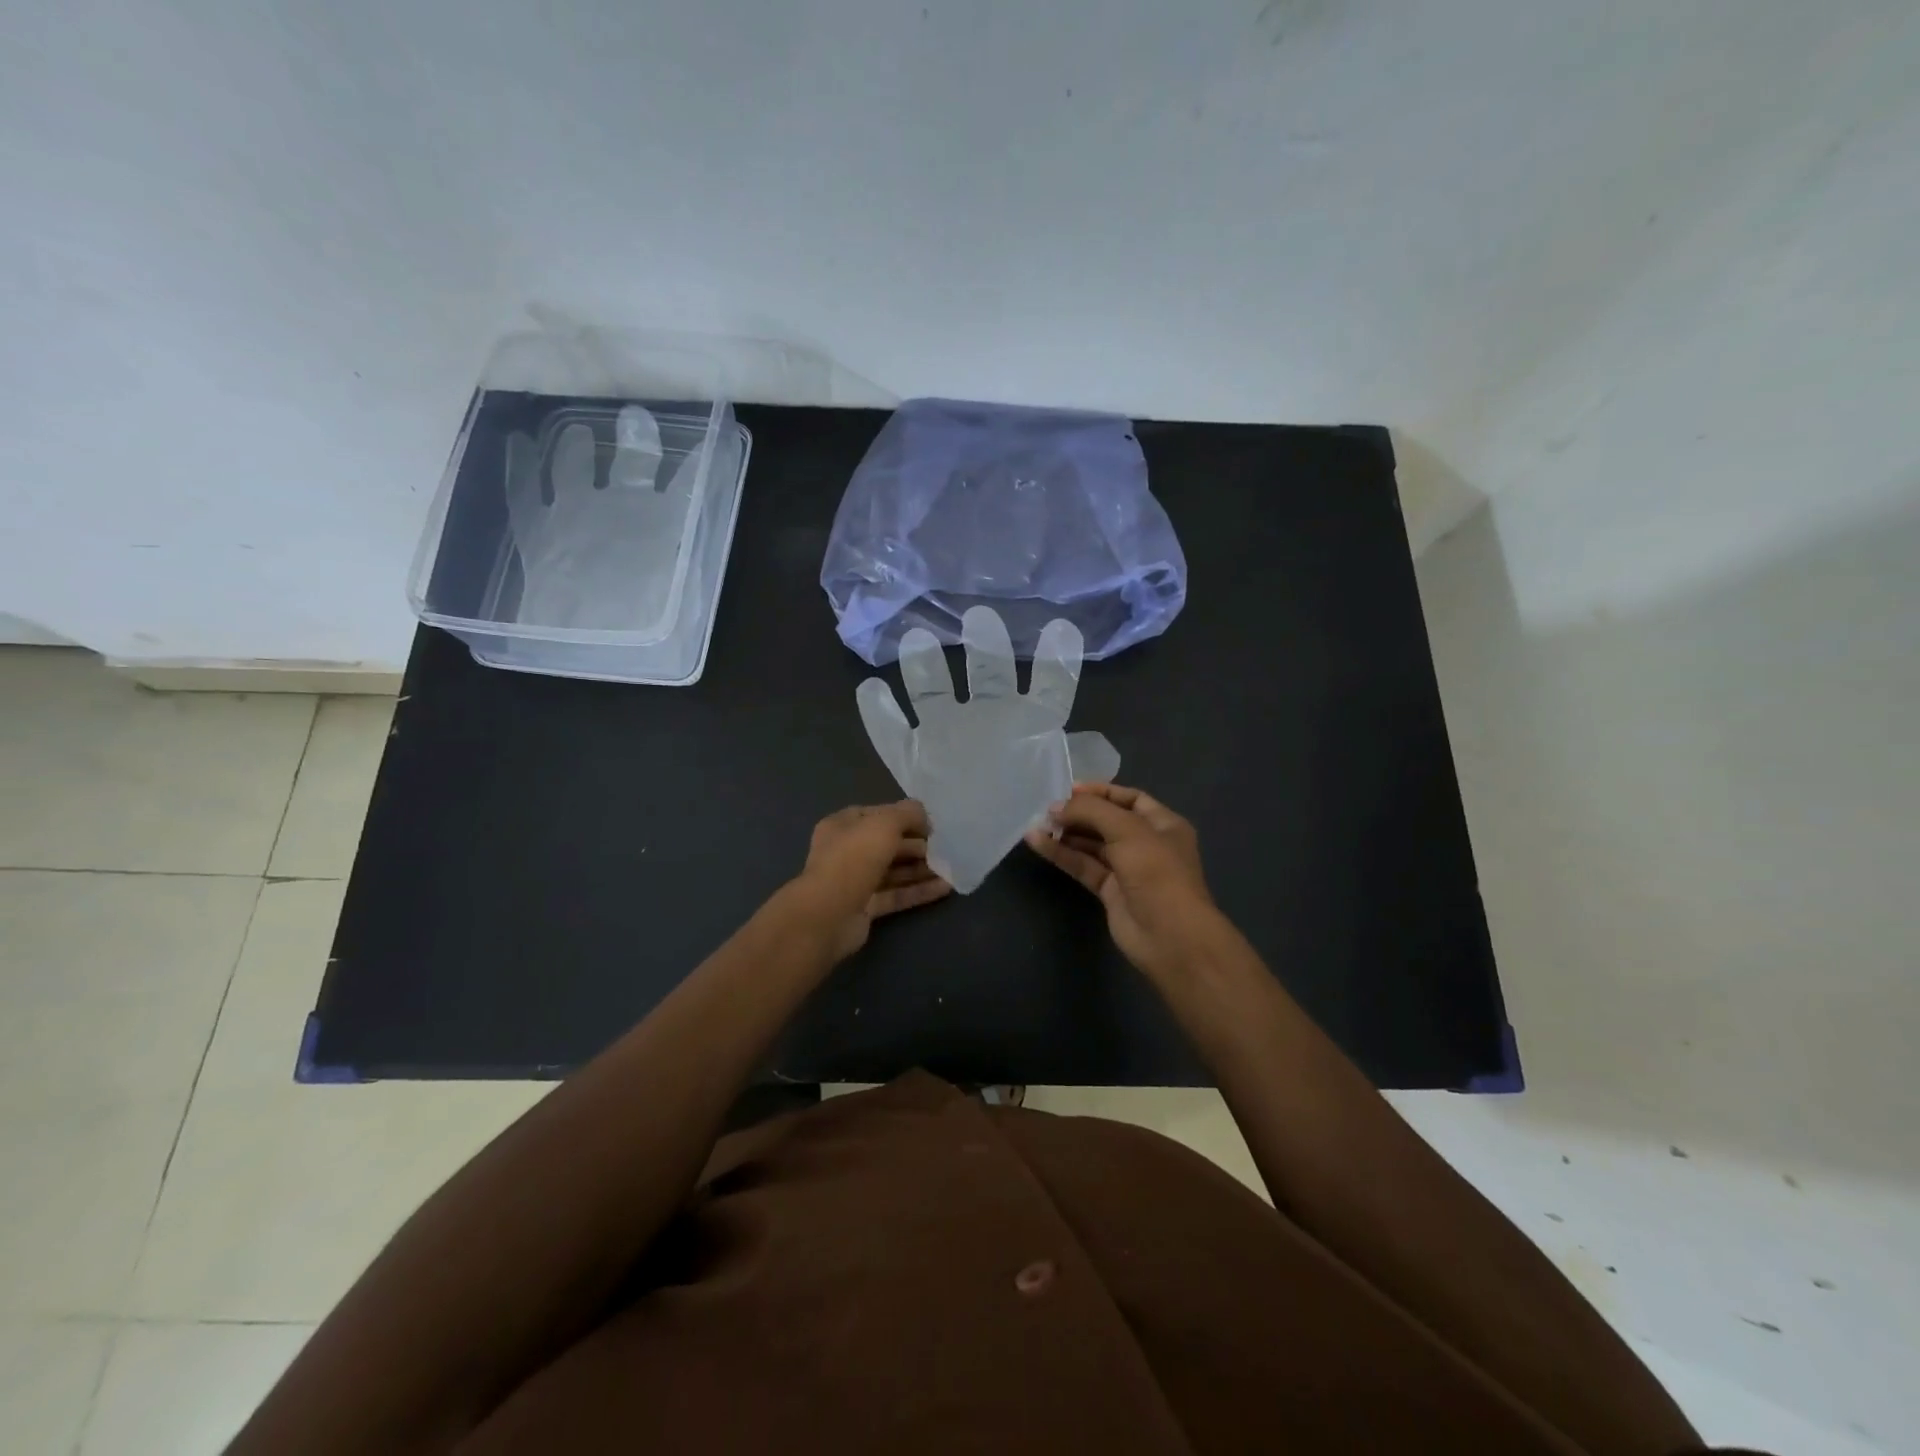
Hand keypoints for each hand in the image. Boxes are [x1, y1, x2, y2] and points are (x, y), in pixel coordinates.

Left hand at [792, 801, 952, 960]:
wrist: (828, 914)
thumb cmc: (854, 859)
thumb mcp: (884, 824)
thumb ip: (907, 814)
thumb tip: (924, 815)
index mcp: (842, 826)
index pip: (877, 815)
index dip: (904, 817)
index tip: (931, 825)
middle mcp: (846, 852)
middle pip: (887, 844)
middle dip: (916, 845)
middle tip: (944, 848)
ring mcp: (855, 882)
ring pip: (894, 871)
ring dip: (921, 869)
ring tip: (950, 868)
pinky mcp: (866, 908)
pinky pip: (897, 895)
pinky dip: (919, 891)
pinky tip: (945, 888)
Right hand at [1024, 783, 1221, 982]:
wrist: (1170, 936)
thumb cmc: (1157, 872)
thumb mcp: (1127, 830)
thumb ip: (1090, 811)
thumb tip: (1055, 807)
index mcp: (1163, 824)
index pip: (1129, 798)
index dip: (1100, 792)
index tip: (1068, 789)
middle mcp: (1147, 843)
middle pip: (1107, 821)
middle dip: (1079, 813)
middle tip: (1047, 808)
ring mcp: (1128, 869)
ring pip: (1092, 845)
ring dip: (1066, 833)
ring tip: (1037, 823)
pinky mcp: (1110, 892)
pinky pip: (1083, 866)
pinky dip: (1062, 854)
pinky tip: (1038, 843)